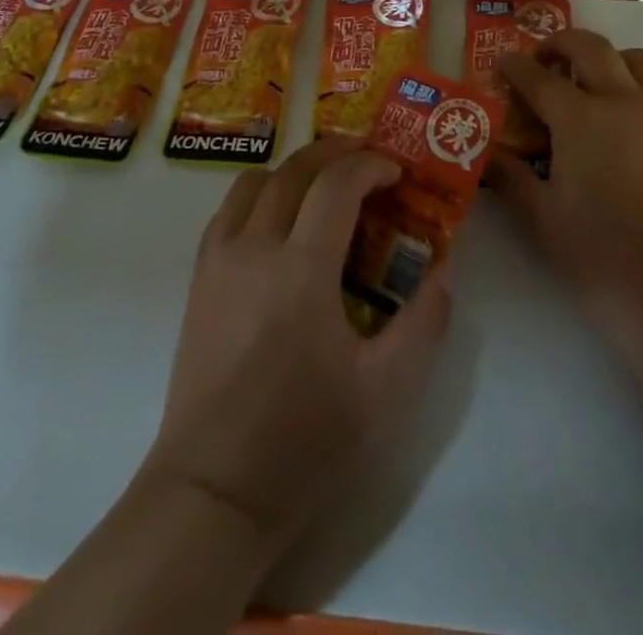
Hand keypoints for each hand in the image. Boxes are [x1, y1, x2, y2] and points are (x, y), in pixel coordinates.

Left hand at [144, 137, 452, 551]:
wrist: (213, 490)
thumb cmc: (303, 440)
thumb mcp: (383, 391)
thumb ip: (423, 324)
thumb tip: (444, 272)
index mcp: (301, 271)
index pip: (337, 184)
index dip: (371, 166)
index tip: (396, 173)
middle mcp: (255, 248)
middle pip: (295, 168)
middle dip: (336, 152)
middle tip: (368, 160)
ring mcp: (219, 259)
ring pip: (256, 180)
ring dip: (296, 169)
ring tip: (325, 186)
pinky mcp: (199, 277)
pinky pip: (229, 209)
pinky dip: (261, 194)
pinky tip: (282, 220)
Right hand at [488, 30, 642, 372]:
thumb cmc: (601, 256)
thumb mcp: (541, 219)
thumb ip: (509, 178)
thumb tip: (486, 155)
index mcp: (580, 118)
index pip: (538, 77)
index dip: (514, 67)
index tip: (500, 64)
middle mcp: (622, 101)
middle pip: (589, 47)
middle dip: (559, 44)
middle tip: (540, 61)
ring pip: (634, 58)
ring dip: (605, 56)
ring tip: (587, 80)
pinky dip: (635, 81)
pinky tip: (621, 116)